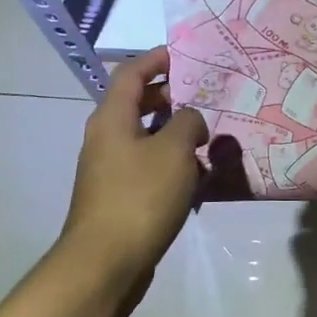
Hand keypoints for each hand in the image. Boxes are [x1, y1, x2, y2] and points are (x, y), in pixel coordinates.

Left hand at [61, 48, 209, 281]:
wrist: (106, 261)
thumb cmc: (140, 196)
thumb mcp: (175, 150)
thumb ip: (188, 123)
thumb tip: (191, 120)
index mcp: (112, 118)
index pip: (131, 73)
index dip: (156, 59)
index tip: (184, 55)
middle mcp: (106, 138)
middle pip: (137, 104)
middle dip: (171, 97)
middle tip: (206, 97)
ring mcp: (110, 169)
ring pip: (146, 138)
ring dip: (176, 134)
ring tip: (209, 138)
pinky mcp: (119, 196)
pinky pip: (148, 167)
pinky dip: (171, 163)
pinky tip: (198, 177)